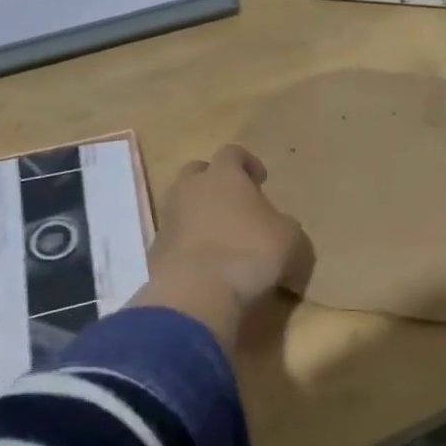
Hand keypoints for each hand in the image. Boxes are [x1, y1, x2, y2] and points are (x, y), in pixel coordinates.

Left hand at [135, 144, 312, 346]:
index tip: (260, 179)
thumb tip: (278, 230)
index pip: (232, 152)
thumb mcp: (290, 237)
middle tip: (234, 203)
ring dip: (199, 214)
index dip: (248, 162)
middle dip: (214, 183)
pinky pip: (175, 238)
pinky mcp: (155, 250)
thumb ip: (283, 225)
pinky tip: (206, 265)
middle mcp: (190, 188)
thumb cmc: (251, 252)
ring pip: (182, 204)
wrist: (197, 293)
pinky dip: (189, 244)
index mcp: (224, 175)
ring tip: (220, 237)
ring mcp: (168, 218)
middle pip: (197, 172)